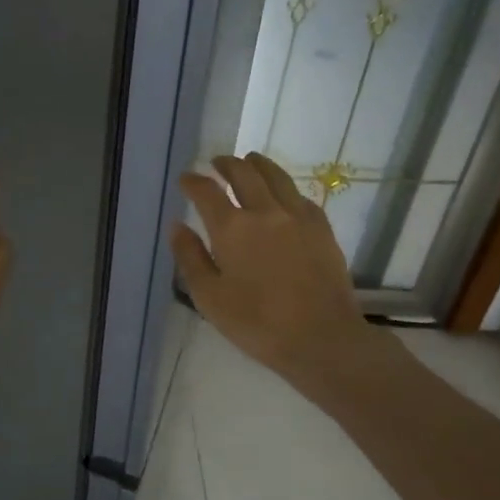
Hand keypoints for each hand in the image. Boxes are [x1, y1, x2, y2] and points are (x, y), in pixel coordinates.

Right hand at [170, 153, 392, 397]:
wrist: (322, 337)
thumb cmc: (257, 323)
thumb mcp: (210, 297)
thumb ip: (190, 258)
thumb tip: (177, 227)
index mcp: (232, 228)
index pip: (206, 192)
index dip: (193, 182)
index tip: (186, 179)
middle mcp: (265, 211)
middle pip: (244, 174)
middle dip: (227, 164)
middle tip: (216, 163)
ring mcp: (298, 217)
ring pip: (276, 177)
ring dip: (258, 165)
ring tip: (250, 161)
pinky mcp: (322, 228)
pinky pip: (300, 196)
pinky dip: (284, 188)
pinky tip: (283, 194)